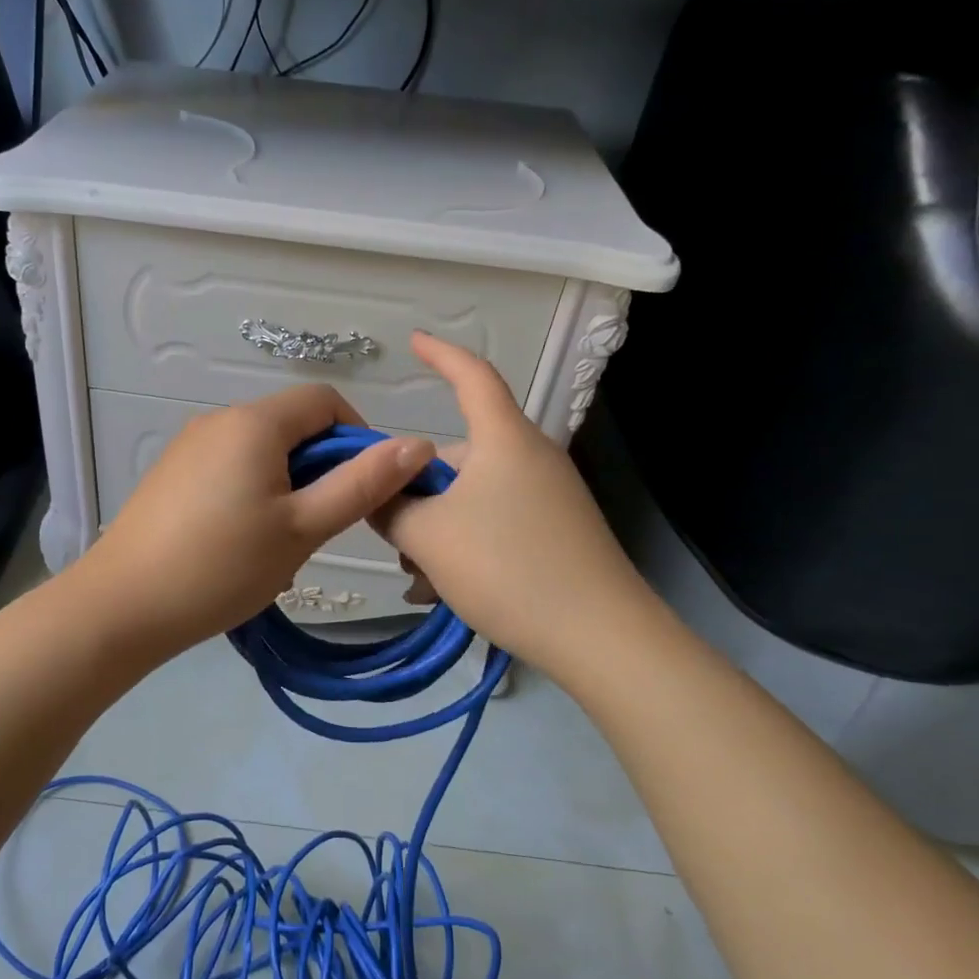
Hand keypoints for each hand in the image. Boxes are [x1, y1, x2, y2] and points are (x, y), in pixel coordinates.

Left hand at [78, 384, 434, 654]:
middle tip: (319, 529)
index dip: (357, 436)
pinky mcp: (172, 475)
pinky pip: (231, 469)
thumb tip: (419, 443)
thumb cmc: (221, 566)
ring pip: (262, 453)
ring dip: (288, 489)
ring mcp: (189, 447)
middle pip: (292, 427)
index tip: (363, 489)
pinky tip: (240, 546)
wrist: (122, 607)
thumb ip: (362, 484)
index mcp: (254, 422)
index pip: (325, 400)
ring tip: (279, 547)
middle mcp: (219, 420)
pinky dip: (253, 496)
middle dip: (320, 471)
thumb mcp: (302, 528)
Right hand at [370, 332, 650, 676]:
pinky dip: (466, 545)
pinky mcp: (558, 532)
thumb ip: (389, 507)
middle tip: (392, 537)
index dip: (441, 354)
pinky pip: (496, 522)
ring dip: (438, 529)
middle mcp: (530, 458)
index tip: (413, 341)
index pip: (472, 376)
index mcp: (504, 440)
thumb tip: (376, 491)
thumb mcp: (428, 537)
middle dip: (418, 491)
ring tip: (422, 579)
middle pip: (459, 455)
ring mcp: (549, 497)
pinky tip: (448, 590)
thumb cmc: (508, 568)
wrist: (601, 637)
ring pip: (472, 497)